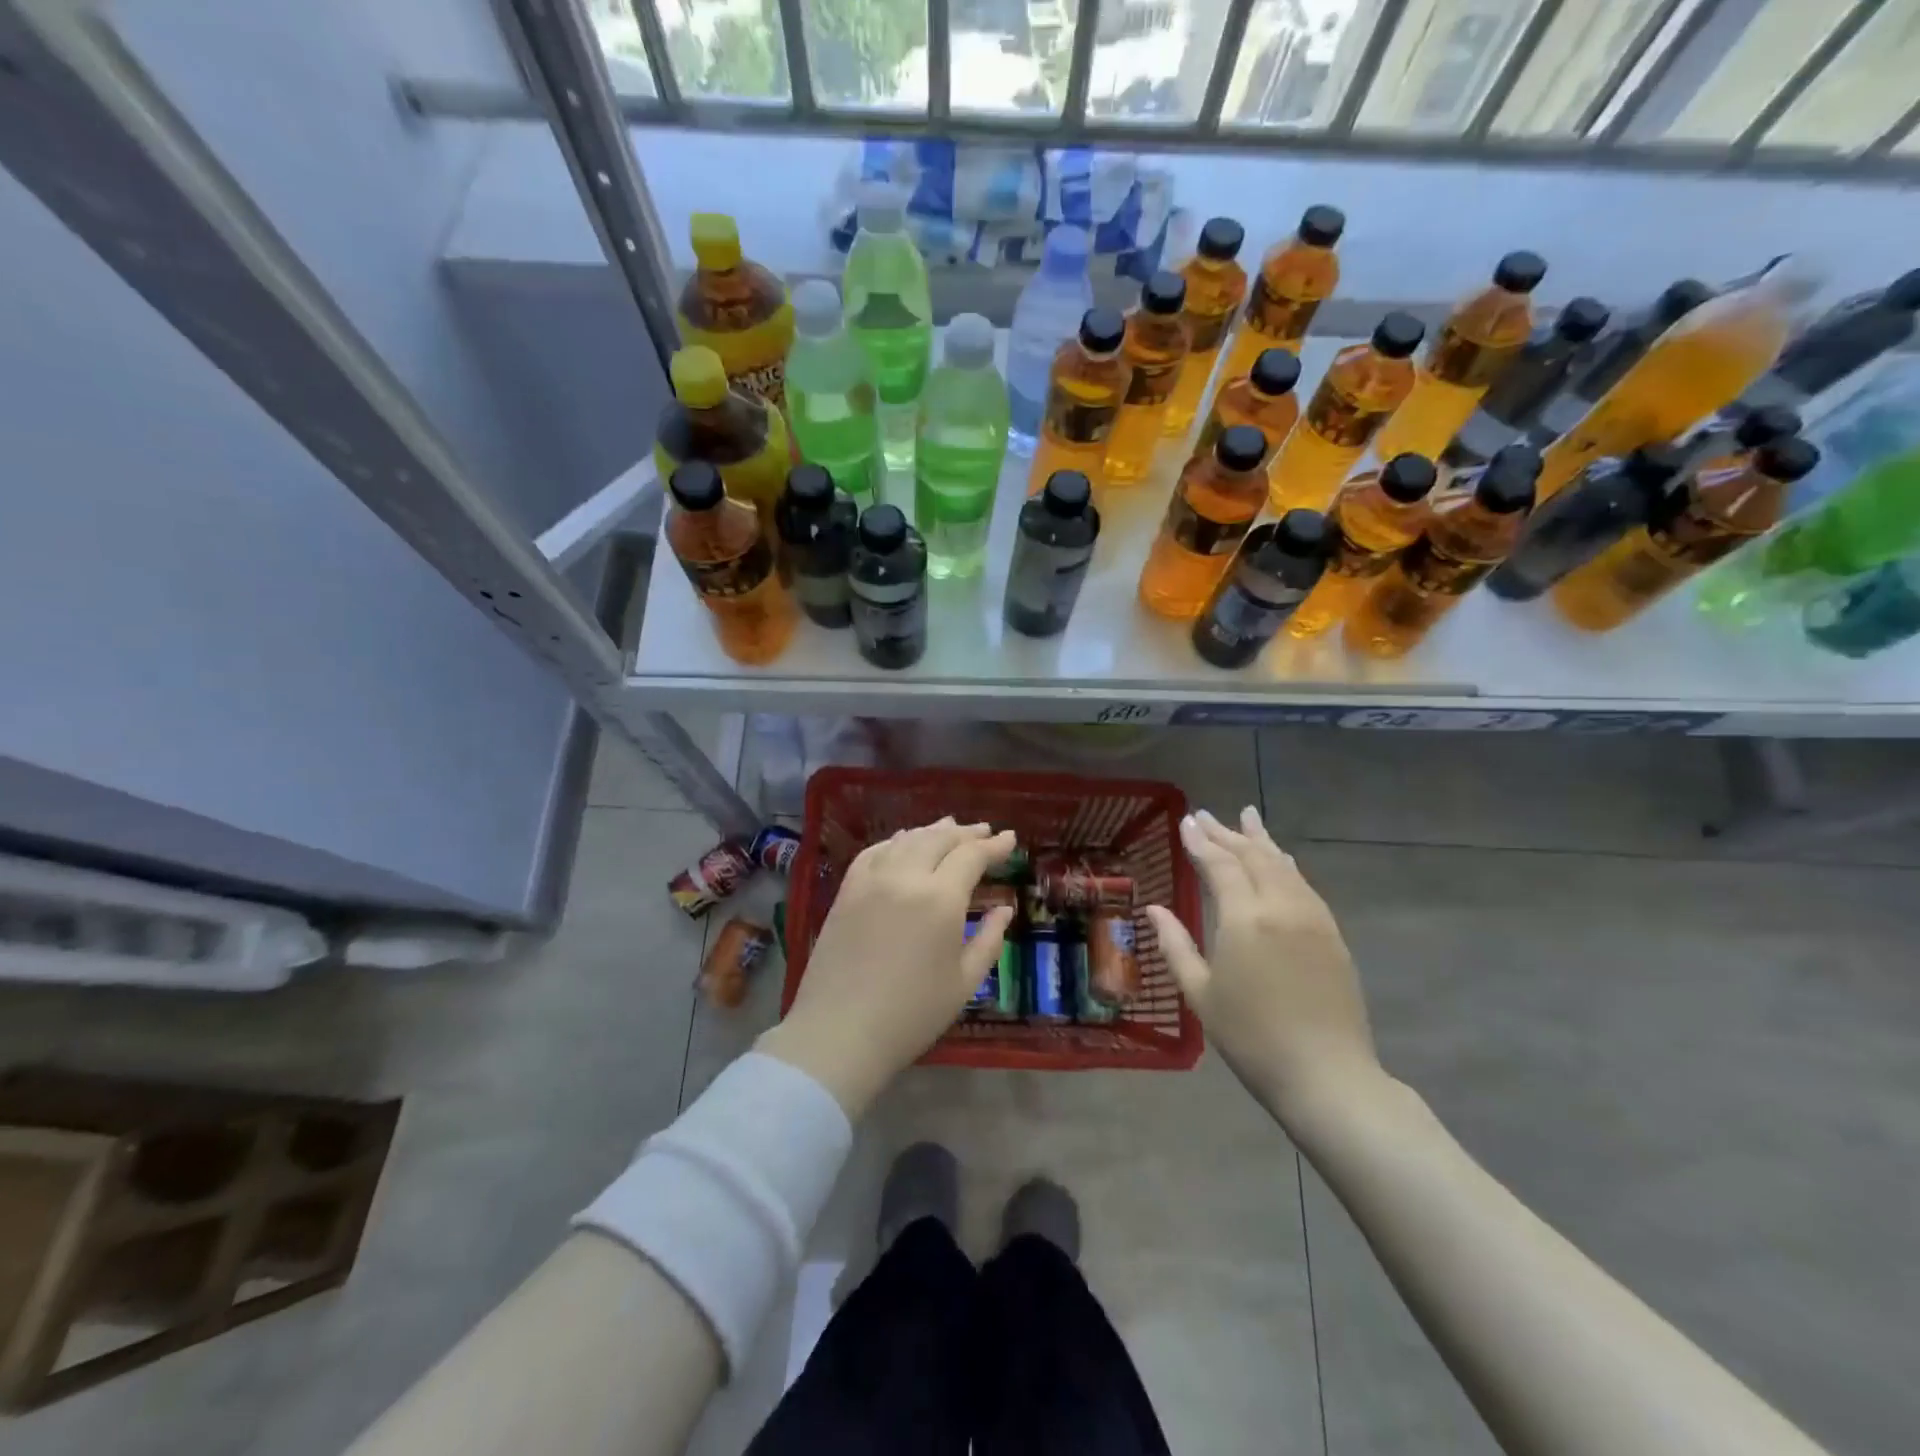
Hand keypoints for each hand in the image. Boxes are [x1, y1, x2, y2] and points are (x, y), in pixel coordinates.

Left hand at [758, 817, 1016, 1117]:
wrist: (840, 1032)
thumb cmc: (912, 1015)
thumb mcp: (964, 982)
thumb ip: (989, 940)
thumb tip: (1004, 909)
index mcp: (940, 898)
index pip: (971, 856)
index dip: (994, 846)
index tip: (1009, 839)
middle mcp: (905, 877)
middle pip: (939, 839)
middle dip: (965, 833)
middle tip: (984, 832)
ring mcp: (871, 880)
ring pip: (906, 840)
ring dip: (931, 831)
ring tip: (948, 827)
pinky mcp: (846, 890)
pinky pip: (874, 852)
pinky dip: (895, 841)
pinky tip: (902, 843)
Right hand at [1144, 807, 1381, 1126]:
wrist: (1326, 1074)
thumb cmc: (1251, 1038)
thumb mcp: (1200, 994)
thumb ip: (1175, 945)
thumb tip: (1155, 910)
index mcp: (1244, 919)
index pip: (1220, 865)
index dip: (1201, 842)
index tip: (1187, 821)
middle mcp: (1281, 906)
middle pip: (1253, 857)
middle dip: (1227, 834)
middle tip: (1207, 816)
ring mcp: (1312, 918)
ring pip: (1283, 865)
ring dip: (1261, 841)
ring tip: (1246, 819)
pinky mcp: (1332, 934)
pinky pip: (1304, 885)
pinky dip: (1286, 865)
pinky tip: (1281, 859)